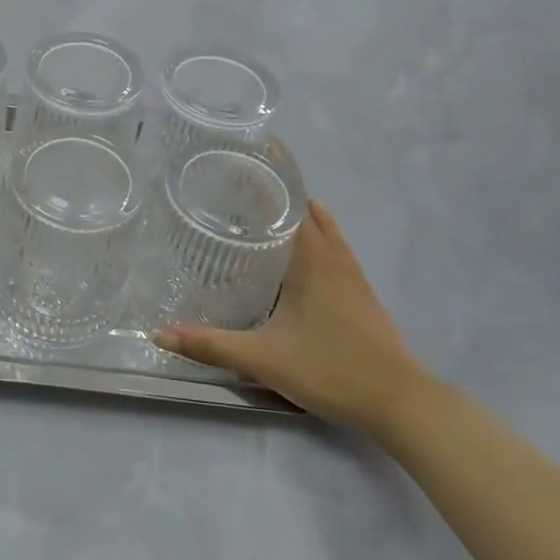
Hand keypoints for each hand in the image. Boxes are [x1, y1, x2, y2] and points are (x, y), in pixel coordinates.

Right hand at [155, 199, 433, 432]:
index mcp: (309, 260)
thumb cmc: (329, 369)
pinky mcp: (363, 293)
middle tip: (242, 182)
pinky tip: (305, 248)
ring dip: (301, 211)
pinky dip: (319, 233)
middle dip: (279, 191)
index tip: (244, 159)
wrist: (399, 401)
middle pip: (306, 210)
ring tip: (268, 204)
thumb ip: (211, 345)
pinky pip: (337, 247)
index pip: (288, 205)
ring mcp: (352, 275)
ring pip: (326, 228)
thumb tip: (161, 333)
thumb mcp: (263, 359)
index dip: (269, 179)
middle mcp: (332, 258)